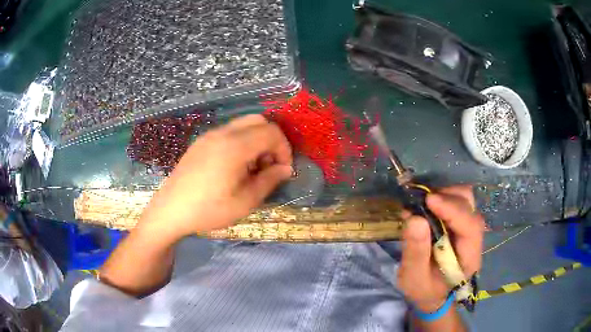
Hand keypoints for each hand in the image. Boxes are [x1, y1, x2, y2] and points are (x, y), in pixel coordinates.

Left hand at [137, 114, 292, 241]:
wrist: (170, 210)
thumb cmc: (208, 210)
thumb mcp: (244, 202)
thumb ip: (269, 181)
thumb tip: (285, 169)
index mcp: (235, 146)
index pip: (271, 132)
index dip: (284, 149)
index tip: (283, 170)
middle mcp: (222, 133)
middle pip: (258, 121)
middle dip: (271, 140)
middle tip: (268, 166)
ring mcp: (209, 135)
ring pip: (243, 125)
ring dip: (256, 140)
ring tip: (252, 169)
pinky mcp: (201, 142)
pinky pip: (228, 132)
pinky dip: (241, 142)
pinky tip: (234, 166)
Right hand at [397, 186, 484, 312]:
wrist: (433, 293)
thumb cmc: (425, 289)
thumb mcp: (414, 278)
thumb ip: (415, 252)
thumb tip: (414, 218)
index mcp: (469, 256)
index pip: (470, 226)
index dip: (452, 210)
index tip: (429, 199)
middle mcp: (474, 236)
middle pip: (470, 205)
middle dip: (447, 197)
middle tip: (420, 199)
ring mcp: (468, 226)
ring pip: (464, 197)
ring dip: (444, 193)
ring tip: (421, 201)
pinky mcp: (460, 221)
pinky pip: (455, 199)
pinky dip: (441, 195)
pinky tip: (425, 203)